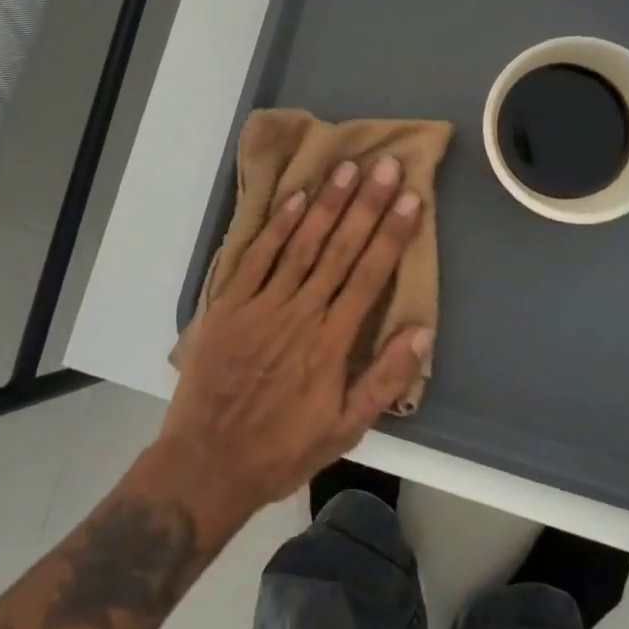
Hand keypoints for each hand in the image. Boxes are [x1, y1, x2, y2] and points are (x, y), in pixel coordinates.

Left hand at [155, 155, 429, 528]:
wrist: (206, 463)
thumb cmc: (282, 448)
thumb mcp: (344, 429)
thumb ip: (384, 380)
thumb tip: (422, 331)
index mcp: (333, 343)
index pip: (369, 276)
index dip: (392, 234)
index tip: (409, 198)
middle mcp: (301, 313)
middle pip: (340, 250)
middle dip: (366, 204)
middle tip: (385, 165)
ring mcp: (262, 304)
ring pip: (302, 244)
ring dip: (327, 204)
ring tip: (348, 167)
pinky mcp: (230, 304)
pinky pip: (257, 257)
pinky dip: (277, 225)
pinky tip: (296, 197)